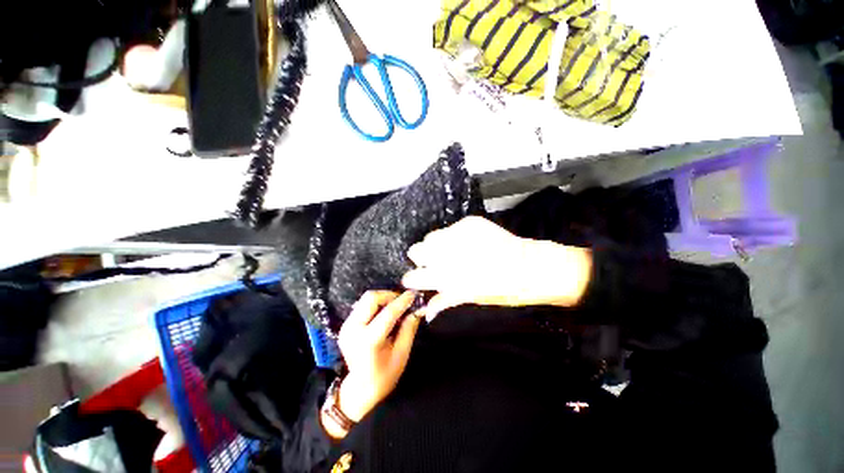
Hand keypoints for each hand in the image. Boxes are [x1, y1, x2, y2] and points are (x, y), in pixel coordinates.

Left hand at [336, 291, 420, 422]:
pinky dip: (376, 304)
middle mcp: (354, 329)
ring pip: (366, 299)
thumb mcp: (401, 354)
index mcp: (368, 341)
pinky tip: (385, 312)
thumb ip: (409, 328)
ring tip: (396, 306)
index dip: (403, 301)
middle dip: (389, 295)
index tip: (414, 294)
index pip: (388, 313)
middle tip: (403, 301)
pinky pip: (363, 305)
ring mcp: (346, 326)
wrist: (359, 390)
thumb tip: (418, 309)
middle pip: (371, 298)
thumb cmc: (384, 376)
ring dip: (383, 298)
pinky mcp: (345, 325)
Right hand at [402, 216, 592, 320]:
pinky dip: (452, 237)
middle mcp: (450, 254)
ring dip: (435, 246)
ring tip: (448, 251)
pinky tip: (465, 243)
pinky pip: (449, 229)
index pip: (415, 276)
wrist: (531, 267)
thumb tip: (425, 310)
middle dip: (421, 258)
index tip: (412, 280)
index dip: (411, 279)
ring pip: (430, 237)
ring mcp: (459, 234)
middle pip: (417, 250)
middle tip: (432, 263)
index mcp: (448, 277)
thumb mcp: (471, 298)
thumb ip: (445, 300)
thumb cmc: (503, 290)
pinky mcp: (470, 222)